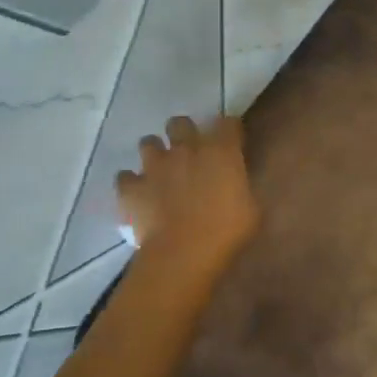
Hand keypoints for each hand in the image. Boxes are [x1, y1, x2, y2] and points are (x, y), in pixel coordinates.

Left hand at [117, 116, 260, 283]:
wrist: (184, 253)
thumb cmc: (227, 231)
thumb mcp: (251, 206)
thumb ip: (241, 185)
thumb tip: (236, 182)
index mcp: (221, 150)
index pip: (227, 122)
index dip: (228, 130)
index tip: (231, 141)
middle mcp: (186, 149)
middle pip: (180, 123)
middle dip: (184, 132)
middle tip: (190, 151)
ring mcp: (155, 166)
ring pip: (148, 142)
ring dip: (155, 153)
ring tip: (161, 169)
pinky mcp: (132, 187)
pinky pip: (125, 177)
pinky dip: (131, 182)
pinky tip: (139, 193)